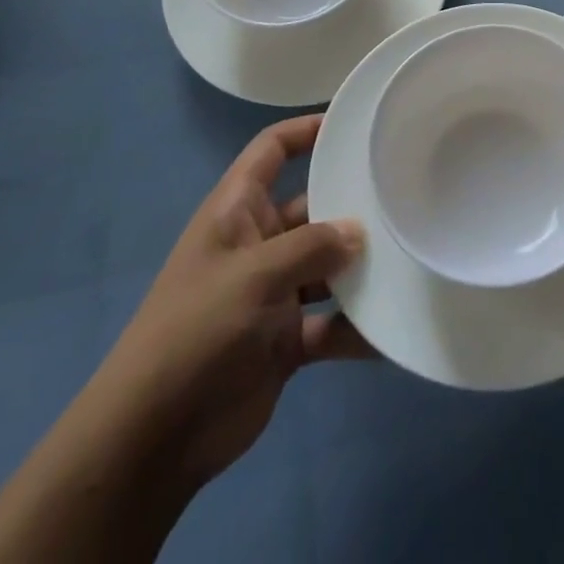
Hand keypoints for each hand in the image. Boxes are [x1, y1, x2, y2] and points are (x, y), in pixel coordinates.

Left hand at [90, 114, 368, 494]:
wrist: (154, 439)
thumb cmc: (197, 331)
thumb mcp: (254, 276)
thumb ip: (311, 247)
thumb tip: (359, 232)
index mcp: (237, 211)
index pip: (272, 150)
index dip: (306, 131)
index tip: (353, 124)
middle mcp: (258, 243)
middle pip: (312, 207)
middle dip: (351, 205)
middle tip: (404, 196)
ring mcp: (273, 292)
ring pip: (327, 266)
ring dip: (360, 267)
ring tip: (409, 257)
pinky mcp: (285, 339)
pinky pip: (330, 322)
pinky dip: (356, 327)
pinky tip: (394, 328)